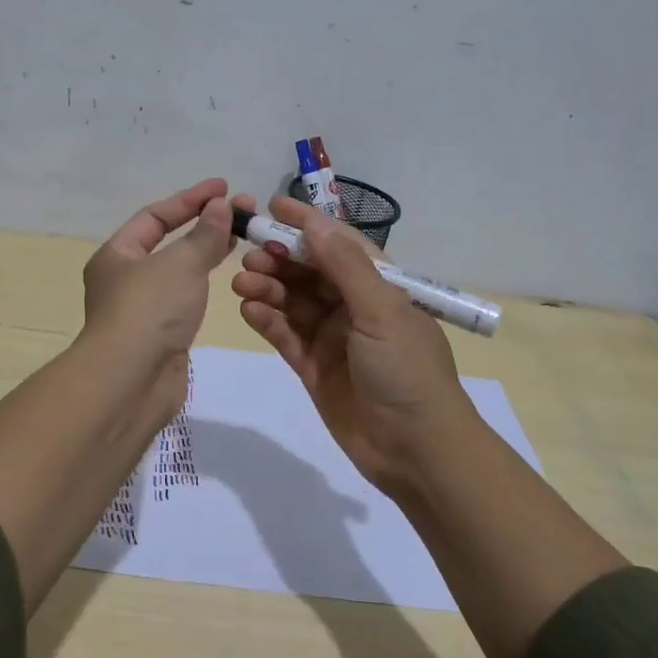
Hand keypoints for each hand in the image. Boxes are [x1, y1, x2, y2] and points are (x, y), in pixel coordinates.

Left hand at [79, 177, 237, 433]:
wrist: (132, 381)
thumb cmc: (150, 310)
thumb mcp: (180, 263)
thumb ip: (204, 234)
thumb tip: (221, 207)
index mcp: (117, 255)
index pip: (155, 216)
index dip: (190, 199)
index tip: (224, 188)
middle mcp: (124, 279)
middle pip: (168, 242)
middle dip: (204, 224)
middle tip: (244, 211)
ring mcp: (143, 309)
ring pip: (179, 271)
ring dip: (207, 252)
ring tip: (242, 237)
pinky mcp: (160, 335)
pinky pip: (185, 298)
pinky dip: (204, 283)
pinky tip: (226, 275)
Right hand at [232, 195, 480, 494]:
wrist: (416, 451)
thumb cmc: (406, 371)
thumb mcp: (381, 311)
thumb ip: (345, 267)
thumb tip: (314, 223)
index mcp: (379, 286)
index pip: (338, 244)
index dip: (307, 224)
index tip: (271, 207)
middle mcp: (354, 306)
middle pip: (309, 271)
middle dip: (279, 258)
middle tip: (248, 254)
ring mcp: (332, 338)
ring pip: (292, 302)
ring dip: (268, 287)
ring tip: (241, 282)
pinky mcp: (313, 367)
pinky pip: (285, 335)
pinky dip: (267, 321)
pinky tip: (249, 309)